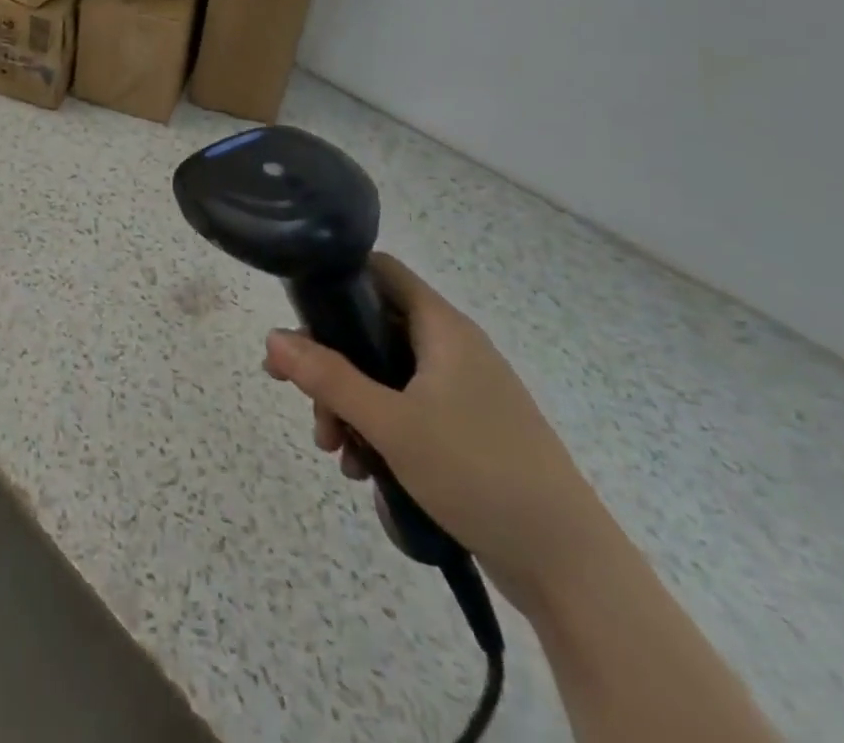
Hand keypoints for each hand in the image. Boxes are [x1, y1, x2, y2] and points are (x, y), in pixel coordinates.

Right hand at [264, 254, 617, 617]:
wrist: (572, 570)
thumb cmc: (480, 474)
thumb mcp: (392, 424)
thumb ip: (327, 378)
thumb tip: (272, 338)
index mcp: (443, 329)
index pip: (379, 271)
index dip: (335, 279)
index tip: (298, 311)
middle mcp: (451, 350)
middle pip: (370, 330)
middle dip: (328, 363)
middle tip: (298, 395)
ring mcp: (460, 392)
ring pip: (382, 377)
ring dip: (347, 405)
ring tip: (333, 449)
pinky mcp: (465, 432)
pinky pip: (403, 412)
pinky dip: (376, 431)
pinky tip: (362, 469)